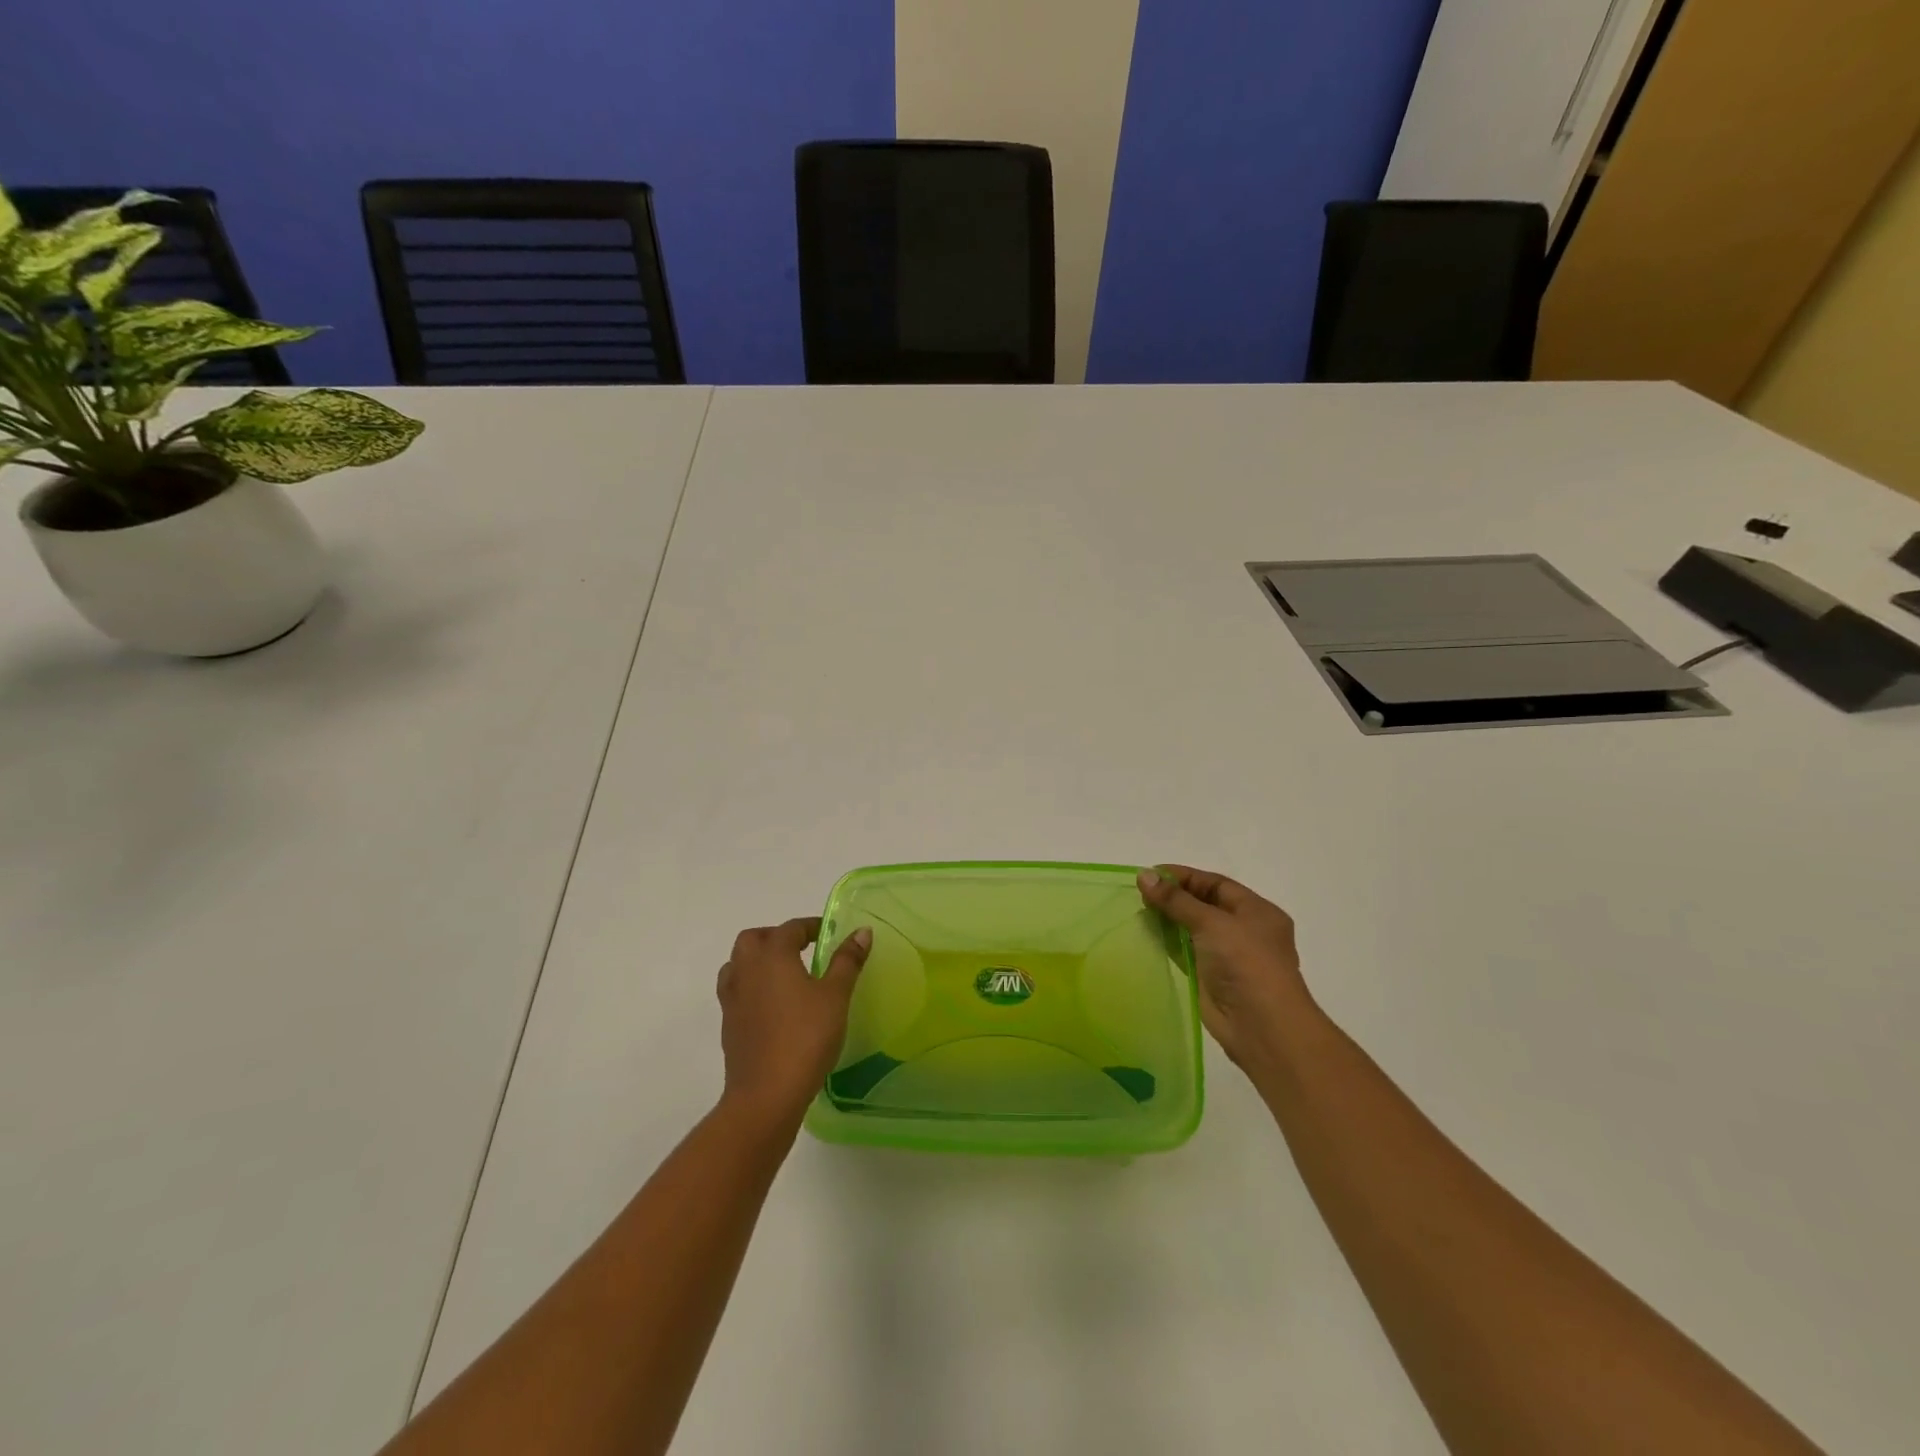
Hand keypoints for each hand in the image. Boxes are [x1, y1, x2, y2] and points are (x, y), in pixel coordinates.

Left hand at [716, 917, 870, 1129]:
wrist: (766, 1094)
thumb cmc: (806, 1037)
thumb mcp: (836, 996)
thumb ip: (847, 961)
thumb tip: (861, 932)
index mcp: (773, 955)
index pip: (790, 928)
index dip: (810, 926)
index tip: (828, 933)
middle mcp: (747, 970)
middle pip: (753, 939)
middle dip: (775, 936)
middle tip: (801, 949)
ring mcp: (732, 998)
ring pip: (738, 964)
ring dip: (758, 960)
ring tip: (784, 974)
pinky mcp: (728, 1024)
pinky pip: (736, 991)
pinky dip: (751, 986)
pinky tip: (772, 1005)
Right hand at [1137, 865, 1314, 1070]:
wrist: (1262, 1027)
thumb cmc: (1246, 963)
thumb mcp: (1212, 922)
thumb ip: (1176, 900)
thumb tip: (1144, 875)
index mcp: (1256, 911)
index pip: (1215, 884)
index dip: (1183, 877)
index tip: (1150, 873)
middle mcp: (1244, 930)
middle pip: (1204, 905)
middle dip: (1174, 897)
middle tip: (1140, 892)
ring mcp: (1228, 956)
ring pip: (1193, 929)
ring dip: (1168, 920)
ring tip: (1138, 910)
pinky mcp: (1210, 978)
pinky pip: (1185, 953)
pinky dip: (1167, 944)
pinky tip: (1145, 935)